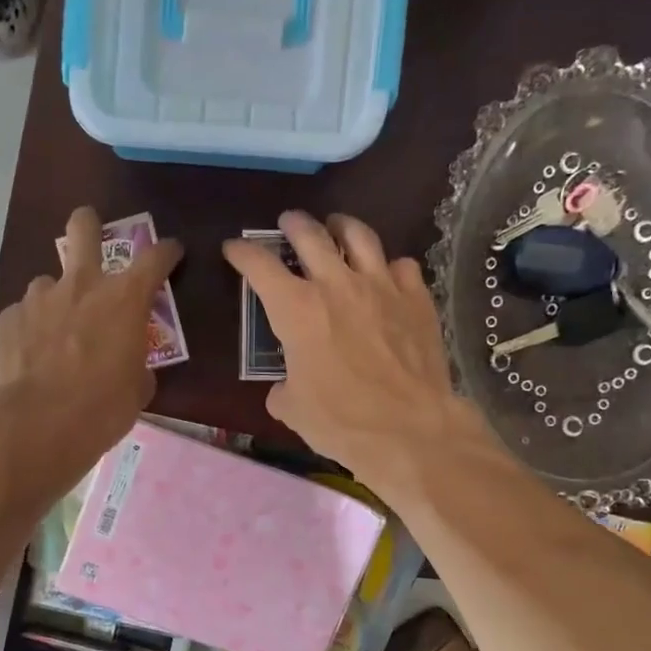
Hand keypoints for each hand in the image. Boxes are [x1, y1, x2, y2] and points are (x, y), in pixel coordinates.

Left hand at [0, 206, 183, 480]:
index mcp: (123, 299)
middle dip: (88, 224)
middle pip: (83, 228)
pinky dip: (30, 330)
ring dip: (56, 299)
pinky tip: (30, 356)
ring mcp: (38, 299)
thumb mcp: (137, 390)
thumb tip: (130, 366)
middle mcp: (80, 285)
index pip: (155, 258)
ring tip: (54, 332)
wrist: (38, 425)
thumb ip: (136, 365)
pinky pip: (23, 316)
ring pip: (48, 283)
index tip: (171, 252)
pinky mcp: (8, 320)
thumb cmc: (102, 408)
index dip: (166, 252)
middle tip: (90, 230)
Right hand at [223, 211, 488, 485]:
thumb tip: (285, 388)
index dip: (243, 253)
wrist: (408, 428)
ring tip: (337, 226)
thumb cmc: (340, 420)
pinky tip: (386, 274)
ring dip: (342, 226)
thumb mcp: (293, 409)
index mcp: (296, 309)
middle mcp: (336, 285)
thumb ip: (282, 389)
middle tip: (288, 223)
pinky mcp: (416, 299)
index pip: (260, 266)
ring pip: (359, 236)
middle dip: (294, 225)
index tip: (234, 248)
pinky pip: (401, 265)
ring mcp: (381, 287)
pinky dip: (388, 265)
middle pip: (311, 235)